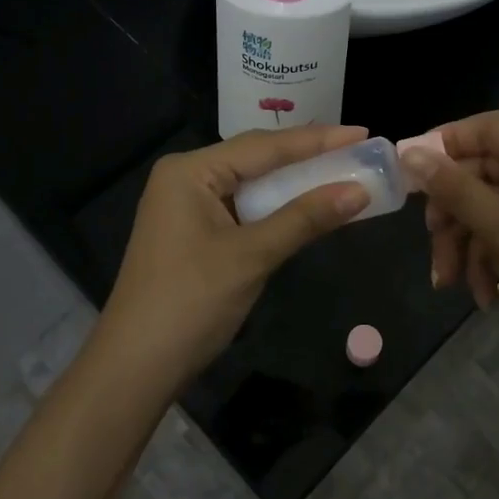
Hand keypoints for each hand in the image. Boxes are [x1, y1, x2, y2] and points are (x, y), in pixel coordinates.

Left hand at [94, 126, 371, 386]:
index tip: (362, 132)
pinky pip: (243, 209)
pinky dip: (277, 209)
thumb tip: (359, 190)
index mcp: (190, 171)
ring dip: (295, 184)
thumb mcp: (252, 256)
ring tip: (343, 172)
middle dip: (308, 157)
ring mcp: (187, 206)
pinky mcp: (193, 233)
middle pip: (257, 159)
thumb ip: (305, 218)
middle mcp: (186, 178)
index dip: (317, 140)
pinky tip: (307, 206)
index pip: (264, 146)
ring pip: (252, 185)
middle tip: (358, 150)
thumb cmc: (190, 303)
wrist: (136, 367)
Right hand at [404, 111, 498, 358]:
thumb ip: (455, 189)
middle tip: (432, 241)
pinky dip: (492, 259)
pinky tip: (484, 296)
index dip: (445, 143)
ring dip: (467, 243)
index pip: (489, 128)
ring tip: (451, 284)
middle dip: (453, 212)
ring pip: (493, 208)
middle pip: (485, 172)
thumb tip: (410, 152)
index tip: (409, 173)